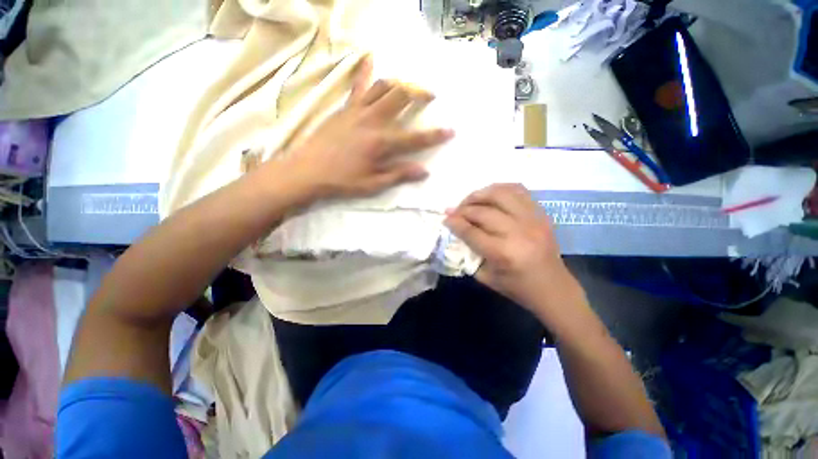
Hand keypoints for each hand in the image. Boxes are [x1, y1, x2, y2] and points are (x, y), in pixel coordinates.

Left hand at [285, 56, 453, 198]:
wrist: (308, 171)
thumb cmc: (343, 181)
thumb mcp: (374, 184)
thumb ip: (399, 174)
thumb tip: (424, 171)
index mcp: (381, 143)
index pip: (415, 138)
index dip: (434, 136)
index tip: (450, 131)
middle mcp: (373, 121)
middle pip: (401, 97)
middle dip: (419, 93)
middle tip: (429, 95)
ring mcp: (357, 111)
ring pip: (383, 86)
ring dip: (399, 83)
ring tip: (408, 86)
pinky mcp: (345, 108)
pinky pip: (358, 85)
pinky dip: (367, 71)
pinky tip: (372, 59)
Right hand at [444, 183, 581, 314]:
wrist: (553, 287)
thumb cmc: (516, 287)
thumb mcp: (485, 277)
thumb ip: (469, 252)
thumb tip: (457, 230)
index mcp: (503, 253)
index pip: (471, 231)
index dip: (455, 223)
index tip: (445, 218)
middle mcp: (518, 232)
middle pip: (483, 211)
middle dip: (463, 209)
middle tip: (454, 211)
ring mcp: (532, 220)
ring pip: (500, 194)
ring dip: (480, 194)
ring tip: (470, 200)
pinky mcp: (541, 214)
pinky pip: (518, 190)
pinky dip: (500, 189)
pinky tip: (491, 195)